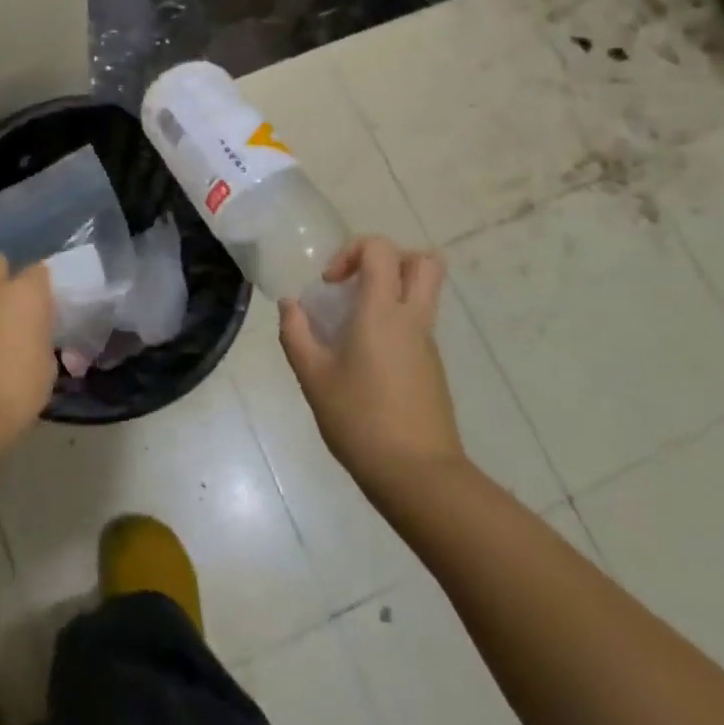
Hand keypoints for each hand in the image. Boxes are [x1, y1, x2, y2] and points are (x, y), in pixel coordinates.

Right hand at [278, 235, 463, 486]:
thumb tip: (290, 304)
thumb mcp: (313, 377)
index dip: (352, 251)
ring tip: (354, 323)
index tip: (330, 285)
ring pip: (423, 292)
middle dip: (389, 259)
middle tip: (357, 284)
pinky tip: (365, 360)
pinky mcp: (432, 367)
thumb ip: (296, 334)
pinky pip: (418, 324)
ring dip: (391, 291)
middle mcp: (412, 318)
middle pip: (424, 261)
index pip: (381, 249)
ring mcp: (428, 343)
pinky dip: (394, 323)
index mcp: (382, 311)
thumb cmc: (360, 420)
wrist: (418, 475)